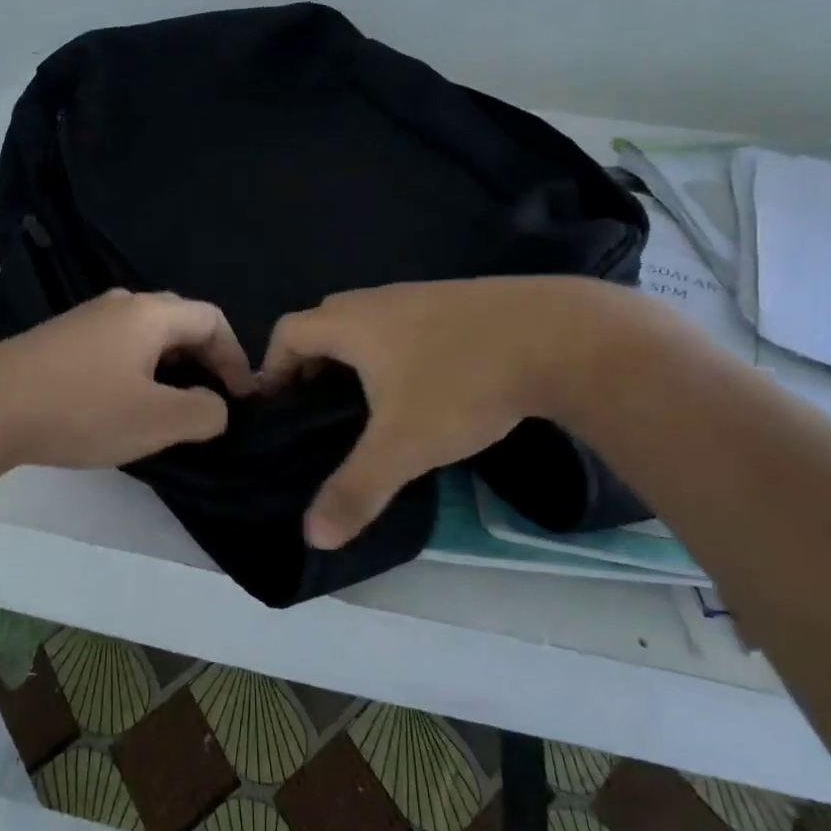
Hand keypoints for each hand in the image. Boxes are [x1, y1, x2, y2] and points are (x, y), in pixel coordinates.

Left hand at [0, 289, 255, 469]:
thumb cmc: (81, 409)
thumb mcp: (156, 420)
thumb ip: (204, 412)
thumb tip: (216, 405)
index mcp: (150, 313)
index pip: (212, 319)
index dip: (236, 357)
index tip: (243, 399)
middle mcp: (121, 304)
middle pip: (180, 322)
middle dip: (204, 359)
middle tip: (213, 400)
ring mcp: (85, 318)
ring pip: (146, 335)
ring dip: (170, 366)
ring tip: (172, 405)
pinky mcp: (60, 339)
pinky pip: (117, 346)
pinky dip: (138, 369)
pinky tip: (124, 402)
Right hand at [261, 277, 623, 548]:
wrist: (558, 335)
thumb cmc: (461, 383)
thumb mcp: (403, 446)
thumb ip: (355, 490)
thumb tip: (312, 536)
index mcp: (351, 322)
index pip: (287, 332)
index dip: (273, 368)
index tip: (279, 409)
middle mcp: (377, 299)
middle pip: (323, 322)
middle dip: (311, 363)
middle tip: (318, 411)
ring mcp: (419, 294)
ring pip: (367, 321)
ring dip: (355, 355)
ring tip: (368, 403)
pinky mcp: (457, 300)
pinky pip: (404, 322)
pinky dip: (394, 349)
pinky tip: (424, 384)